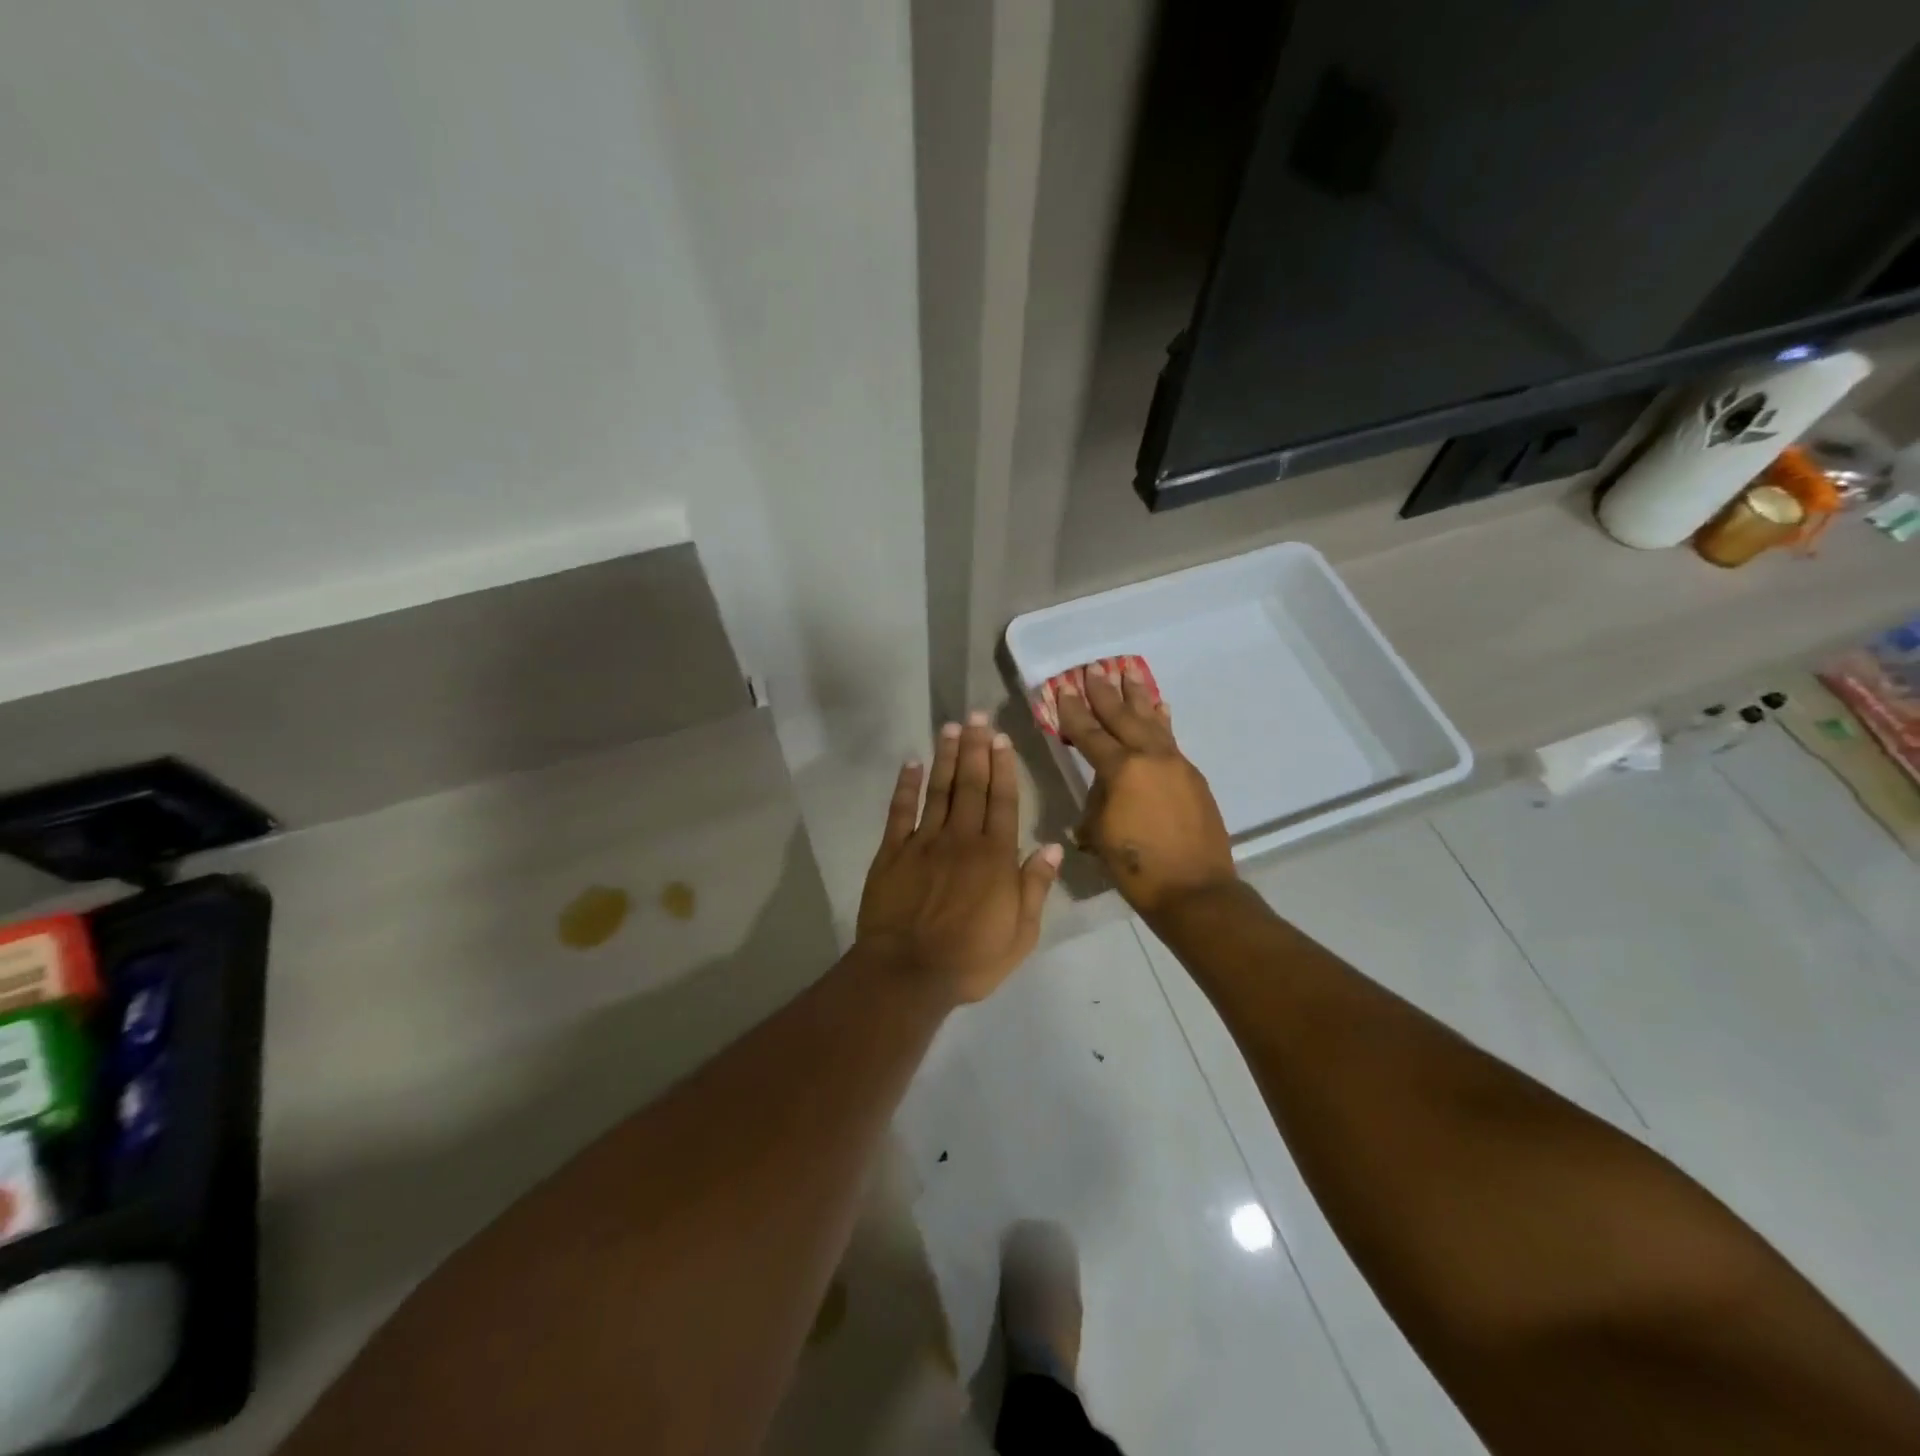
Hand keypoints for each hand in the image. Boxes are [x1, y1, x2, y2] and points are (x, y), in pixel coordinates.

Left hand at [857, 714, 1063, 1003]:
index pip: (1003, 801)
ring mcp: (923, 843)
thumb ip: (1035, 887)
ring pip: (938, 790)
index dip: (1003, 767)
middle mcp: (961, 839)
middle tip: (977, 715)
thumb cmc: (971, 959)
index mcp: (995, 856)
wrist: (908, 974)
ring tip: (950, 727)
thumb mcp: (1020, 933)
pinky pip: (899, 812)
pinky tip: (910, 763)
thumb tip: (1053, 846)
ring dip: (945, 757)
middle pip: (971, 785)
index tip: (1001, 738)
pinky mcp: (892, 853)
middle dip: (975, 748)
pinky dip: (905, 786)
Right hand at [1055, 663, 1236, 917]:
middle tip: (1093, 667)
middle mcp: (1150, 757)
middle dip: (1105, 692)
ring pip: (1152, 721)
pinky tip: (1159, 708)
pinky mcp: (1192, 776)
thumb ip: (1099, 801)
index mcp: (1122, 770)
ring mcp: (1176, 764)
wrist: (1195, 890)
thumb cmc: (1137, 867)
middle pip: (1123, 716)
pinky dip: (1161, 720)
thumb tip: (1105, 789)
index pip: (1090, 733)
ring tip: (1129, 671)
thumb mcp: (1101, 833)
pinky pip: (1171, 739)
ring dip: (1138, 696)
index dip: (1073, 712)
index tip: (1063, 689)